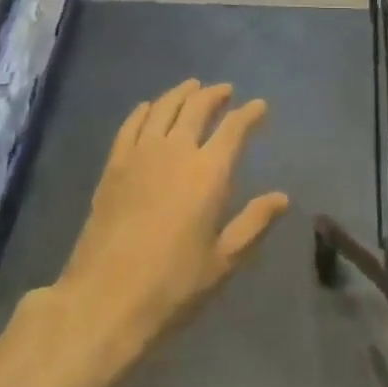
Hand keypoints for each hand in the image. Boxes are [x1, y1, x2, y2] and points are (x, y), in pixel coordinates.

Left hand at [15, 80, 288, 386]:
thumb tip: (282, 197)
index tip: (260, 106)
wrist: (104, 299)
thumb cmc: (172, 286)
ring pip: (164, 106)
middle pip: (197, 106)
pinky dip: (146, 109)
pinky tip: (150, 107)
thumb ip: (253, 223)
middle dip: (215, 94)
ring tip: (193, 87)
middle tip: (225, 91)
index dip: (249, 113)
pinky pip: (132, 123)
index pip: (234, 128)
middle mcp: (176, 150)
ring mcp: (141, 153)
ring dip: (182, 92)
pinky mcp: (114, 164)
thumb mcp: (222, 261)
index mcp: (209, 172)